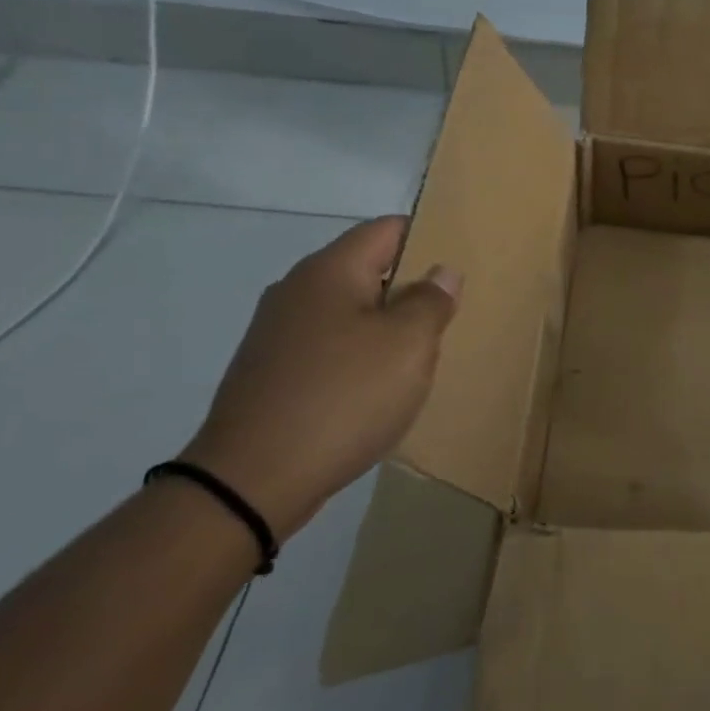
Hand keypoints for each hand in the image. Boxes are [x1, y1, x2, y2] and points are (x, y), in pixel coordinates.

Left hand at [180, 216, 461, 541]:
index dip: (427, 239)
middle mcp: (297, 290)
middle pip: (367, 269)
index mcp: (330, 270)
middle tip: (446, 319)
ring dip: (385, 327)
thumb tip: (441, 272)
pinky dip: (357, 357)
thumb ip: (431, 301)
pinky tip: (375, 391)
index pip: (387, 229)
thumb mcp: (408, 345)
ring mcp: (276, 332)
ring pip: (348, 311)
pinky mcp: (269, 371)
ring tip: (417, 358)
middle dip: (410, 290)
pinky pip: (328, 347)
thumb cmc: (343, 397)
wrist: (251, 482)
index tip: (458, 268)